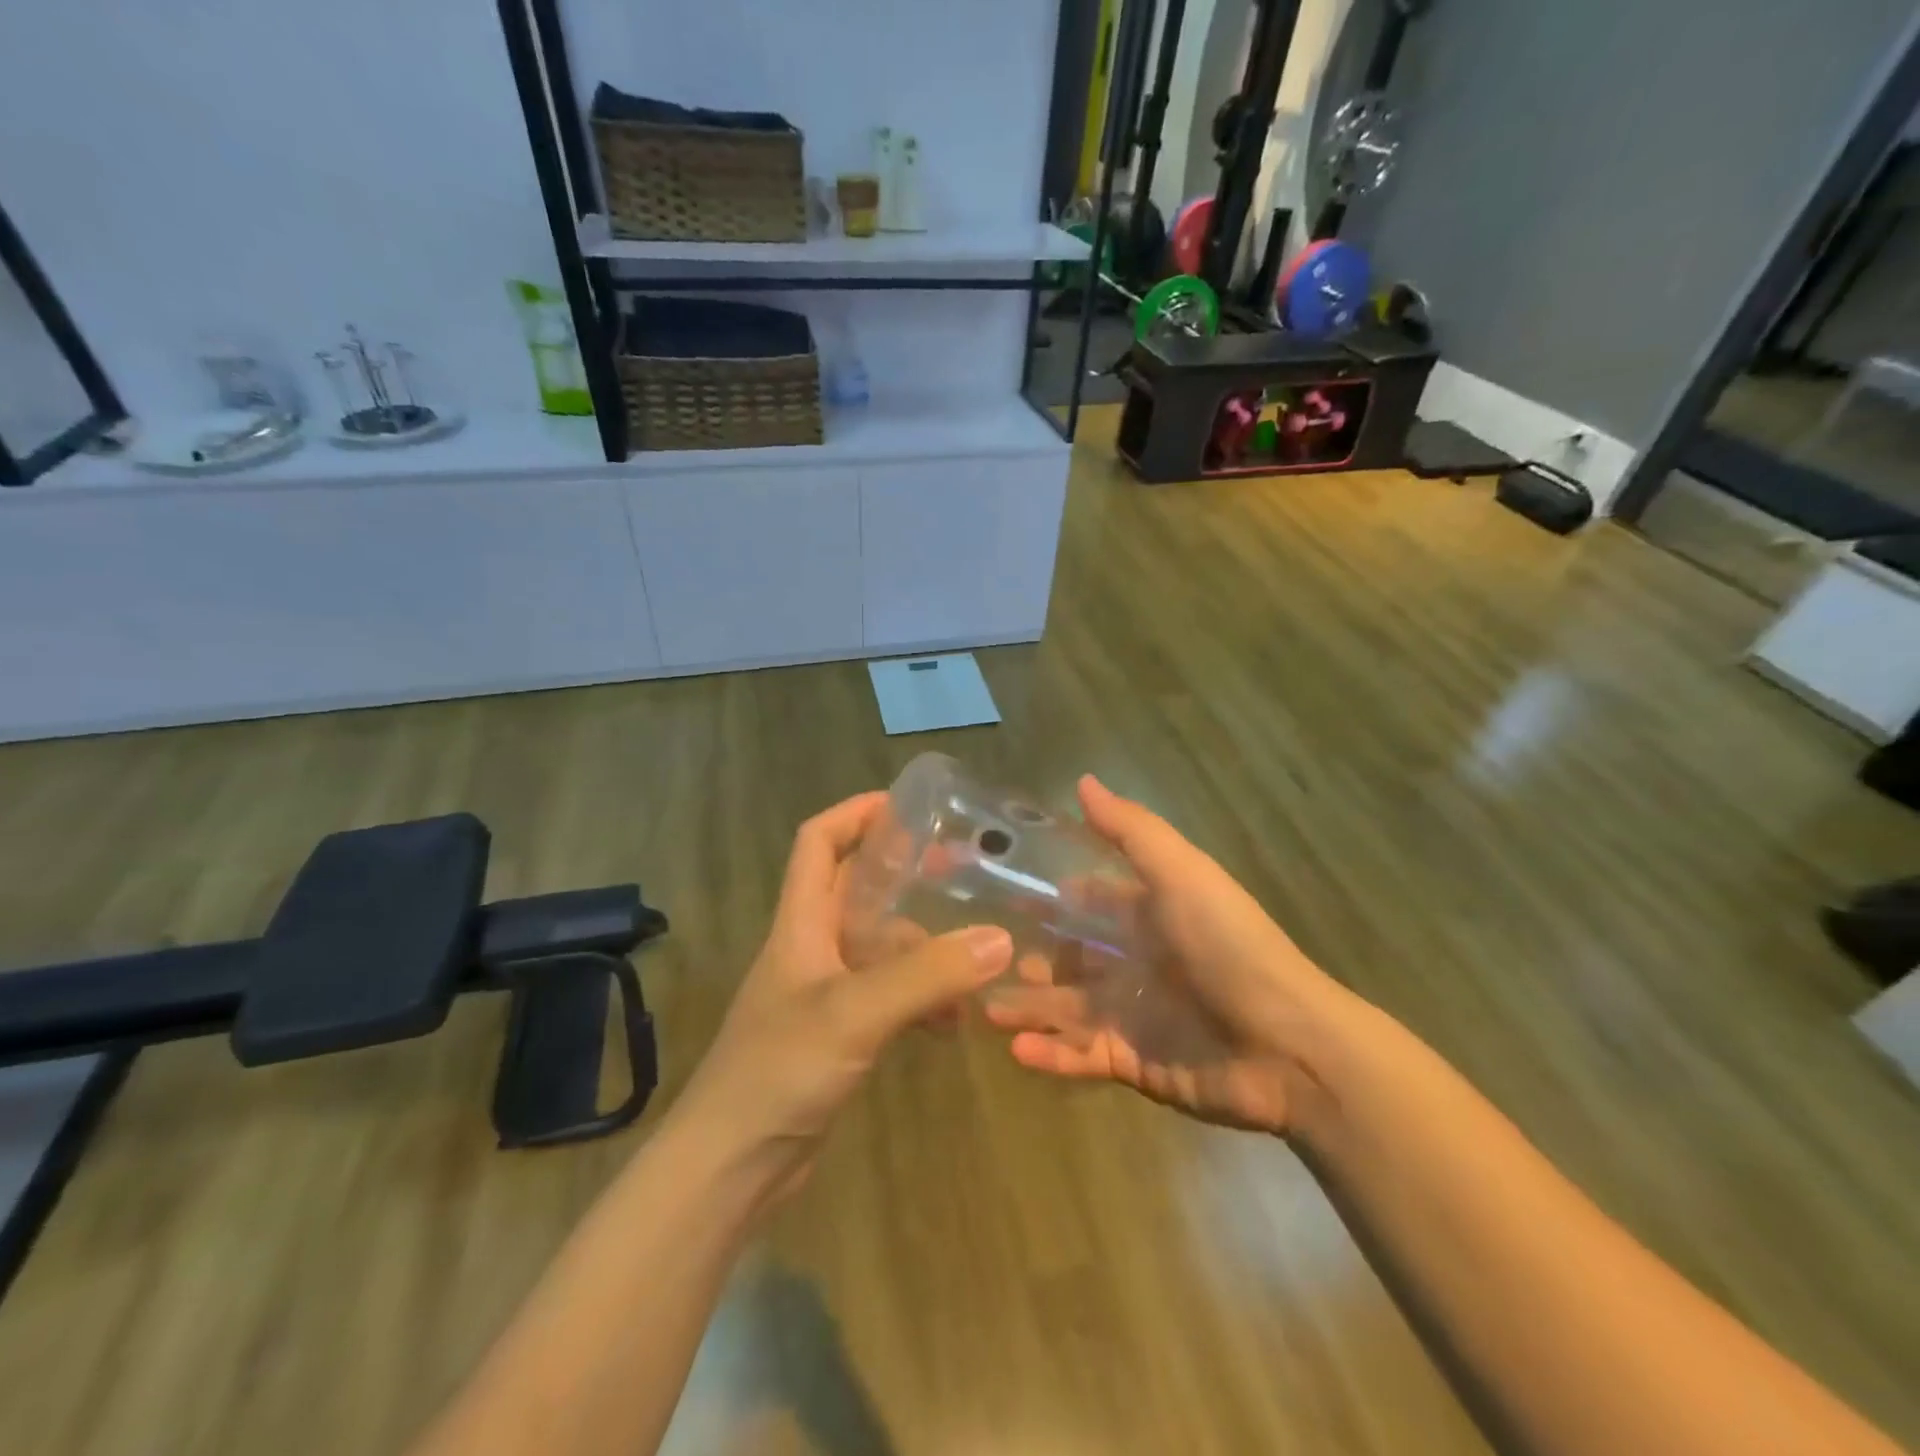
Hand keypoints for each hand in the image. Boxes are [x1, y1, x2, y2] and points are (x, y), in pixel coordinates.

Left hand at [679, 791, 1012, 1192]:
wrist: (731, 1167)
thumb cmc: (780, 1070)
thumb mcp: (855, 1012)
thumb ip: (926, 975)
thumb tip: (999, 938)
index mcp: (801, 922)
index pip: (818, 842)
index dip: (855, 813)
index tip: (907, 805)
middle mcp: (812, 947)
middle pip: (858, 889)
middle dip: (906, 873)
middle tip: (962, 868)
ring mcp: (825, 992)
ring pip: (880, 946)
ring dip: (924, 945)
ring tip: (978, 948)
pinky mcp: (839, 1034)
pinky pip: (889, 996)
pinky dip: (922, 998)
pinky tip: (955, 1020)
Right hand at [985, 776, 1343, 1135]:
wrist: (1289, 1046)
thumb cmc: (1228, 946)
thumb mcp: (1181, 874)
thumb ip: (1130, 831)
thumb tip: (1082, 780)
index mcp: (1147, 916)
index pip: (1088, 902)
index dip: (1049, 898)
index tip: (998, 893)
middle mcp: (1136, 963)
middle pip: (1069, 958)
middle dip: (1028, 957)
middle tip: (978, 958)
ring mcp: (1133, 1016)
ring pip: (1065, 1009)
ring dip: (1026, 1008)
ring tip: (983, 1009)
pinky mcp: (1135, 1064)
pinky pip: (1082, 1058)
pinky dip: (1049, 1056)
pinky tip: (1015, 1050)